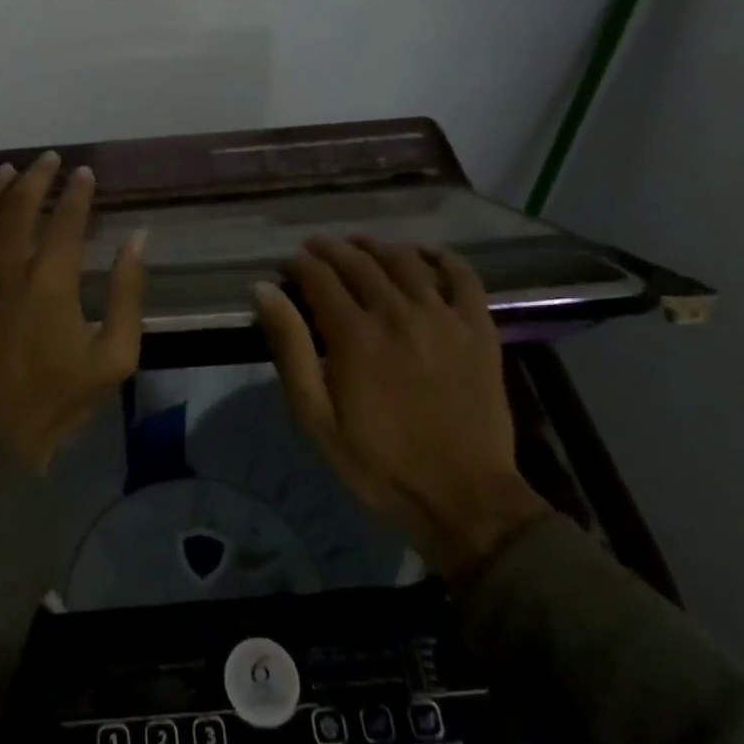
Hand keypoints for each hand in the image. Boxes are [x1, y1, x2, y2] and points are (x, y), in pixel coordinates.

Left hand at [0, 151, 146, 472]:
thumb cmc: (56, 401)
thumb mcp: (115, 358)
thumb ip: (129, 295)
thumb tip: (138, 240)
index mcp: (49, 284)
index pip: (66, 220)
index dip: (78, 192)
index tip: (84, 173)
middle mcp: (1, 271)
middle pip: (17, 207)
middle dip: (36, 177)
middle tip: (47, 161)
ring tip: (6, 172)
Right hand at [253, 238, 547, 579]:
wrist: (463, 498)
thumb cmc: (378, 462)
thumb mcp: (315, 416)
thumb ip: (290, 348)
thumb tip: (263, 290)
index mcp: (355, 334)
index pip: (320, 277)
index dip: (300, 264)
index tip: (288, 265)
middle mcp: (398, 313)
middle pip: (360, 262)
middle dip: (332, 249)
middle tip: (316, 248)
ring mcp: (444, 317)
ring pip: (406, 260)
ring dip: (377, 246)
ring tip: (360, 246)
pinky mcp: (479, 329)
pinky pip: (463, 276)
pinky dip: (442, 256)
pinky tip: (425, 253)